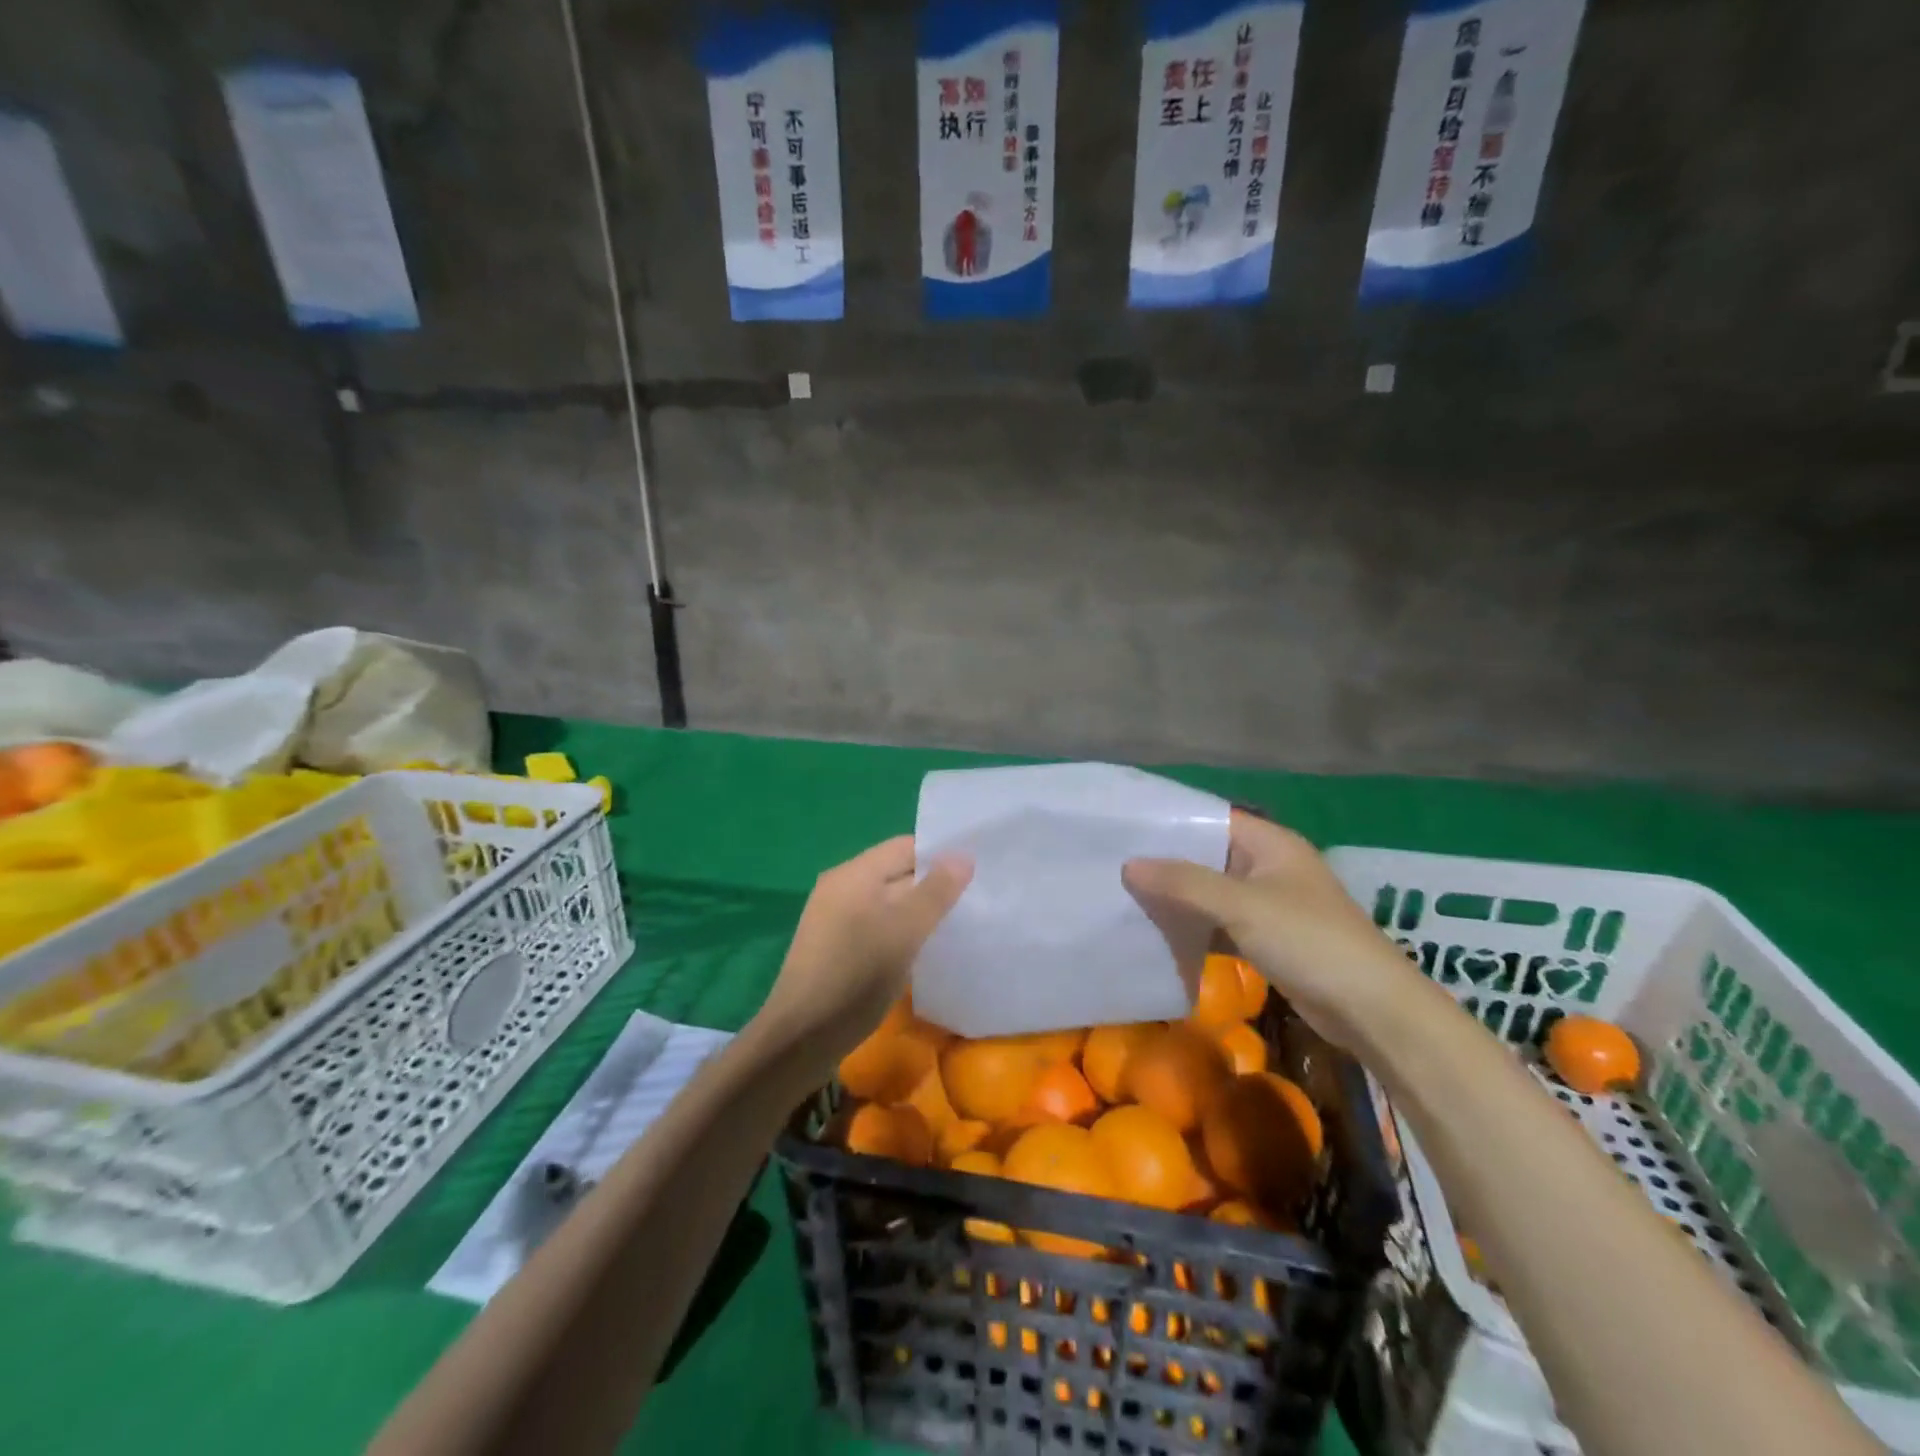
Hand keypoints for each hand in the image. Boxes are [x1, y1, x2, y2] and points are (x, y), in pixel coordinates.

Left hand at [754, 836, 971, 1065]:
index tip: (977, 871)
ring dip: (919, 912)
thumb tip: (963, 856)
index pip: (905, 847)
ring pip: (889, 902)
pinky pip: (877, 925)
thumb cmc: (856, 976)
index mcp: (854, 874)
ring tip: (958, 925)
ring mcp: (835, 918)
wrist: (802, 1038)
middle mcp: (841, 887)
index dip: (940, 855)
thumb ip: (936, 892)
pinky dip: (901, 932)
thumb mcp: (904, 932)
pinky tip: (924, 950)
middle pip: (896, 873)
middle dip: (934, 885)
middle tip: (976, 900)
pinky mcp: (836, 946)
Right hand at [1123, 810, 1427, 1052]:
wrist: (1372, 1010)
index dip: (1170, 822)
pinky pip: (1221, 924)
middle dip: (1166, 863)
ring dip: (1177, 898)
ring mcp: (1269, 905)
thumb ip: (1184, 883)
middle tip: (1114, 864)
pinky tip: (1159, 933)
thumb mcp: (1242, 906)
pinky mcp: (1268, 939)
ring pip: (1212, 893)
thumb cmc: (1309, 941)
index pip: (1210, 819)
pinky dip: (1195, 928)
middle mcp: (1269, 867)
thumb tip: (1129, 865)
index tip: (1124, 828)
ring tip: (1125, 896)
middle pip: (1207, 856)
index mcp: (1271, 844)